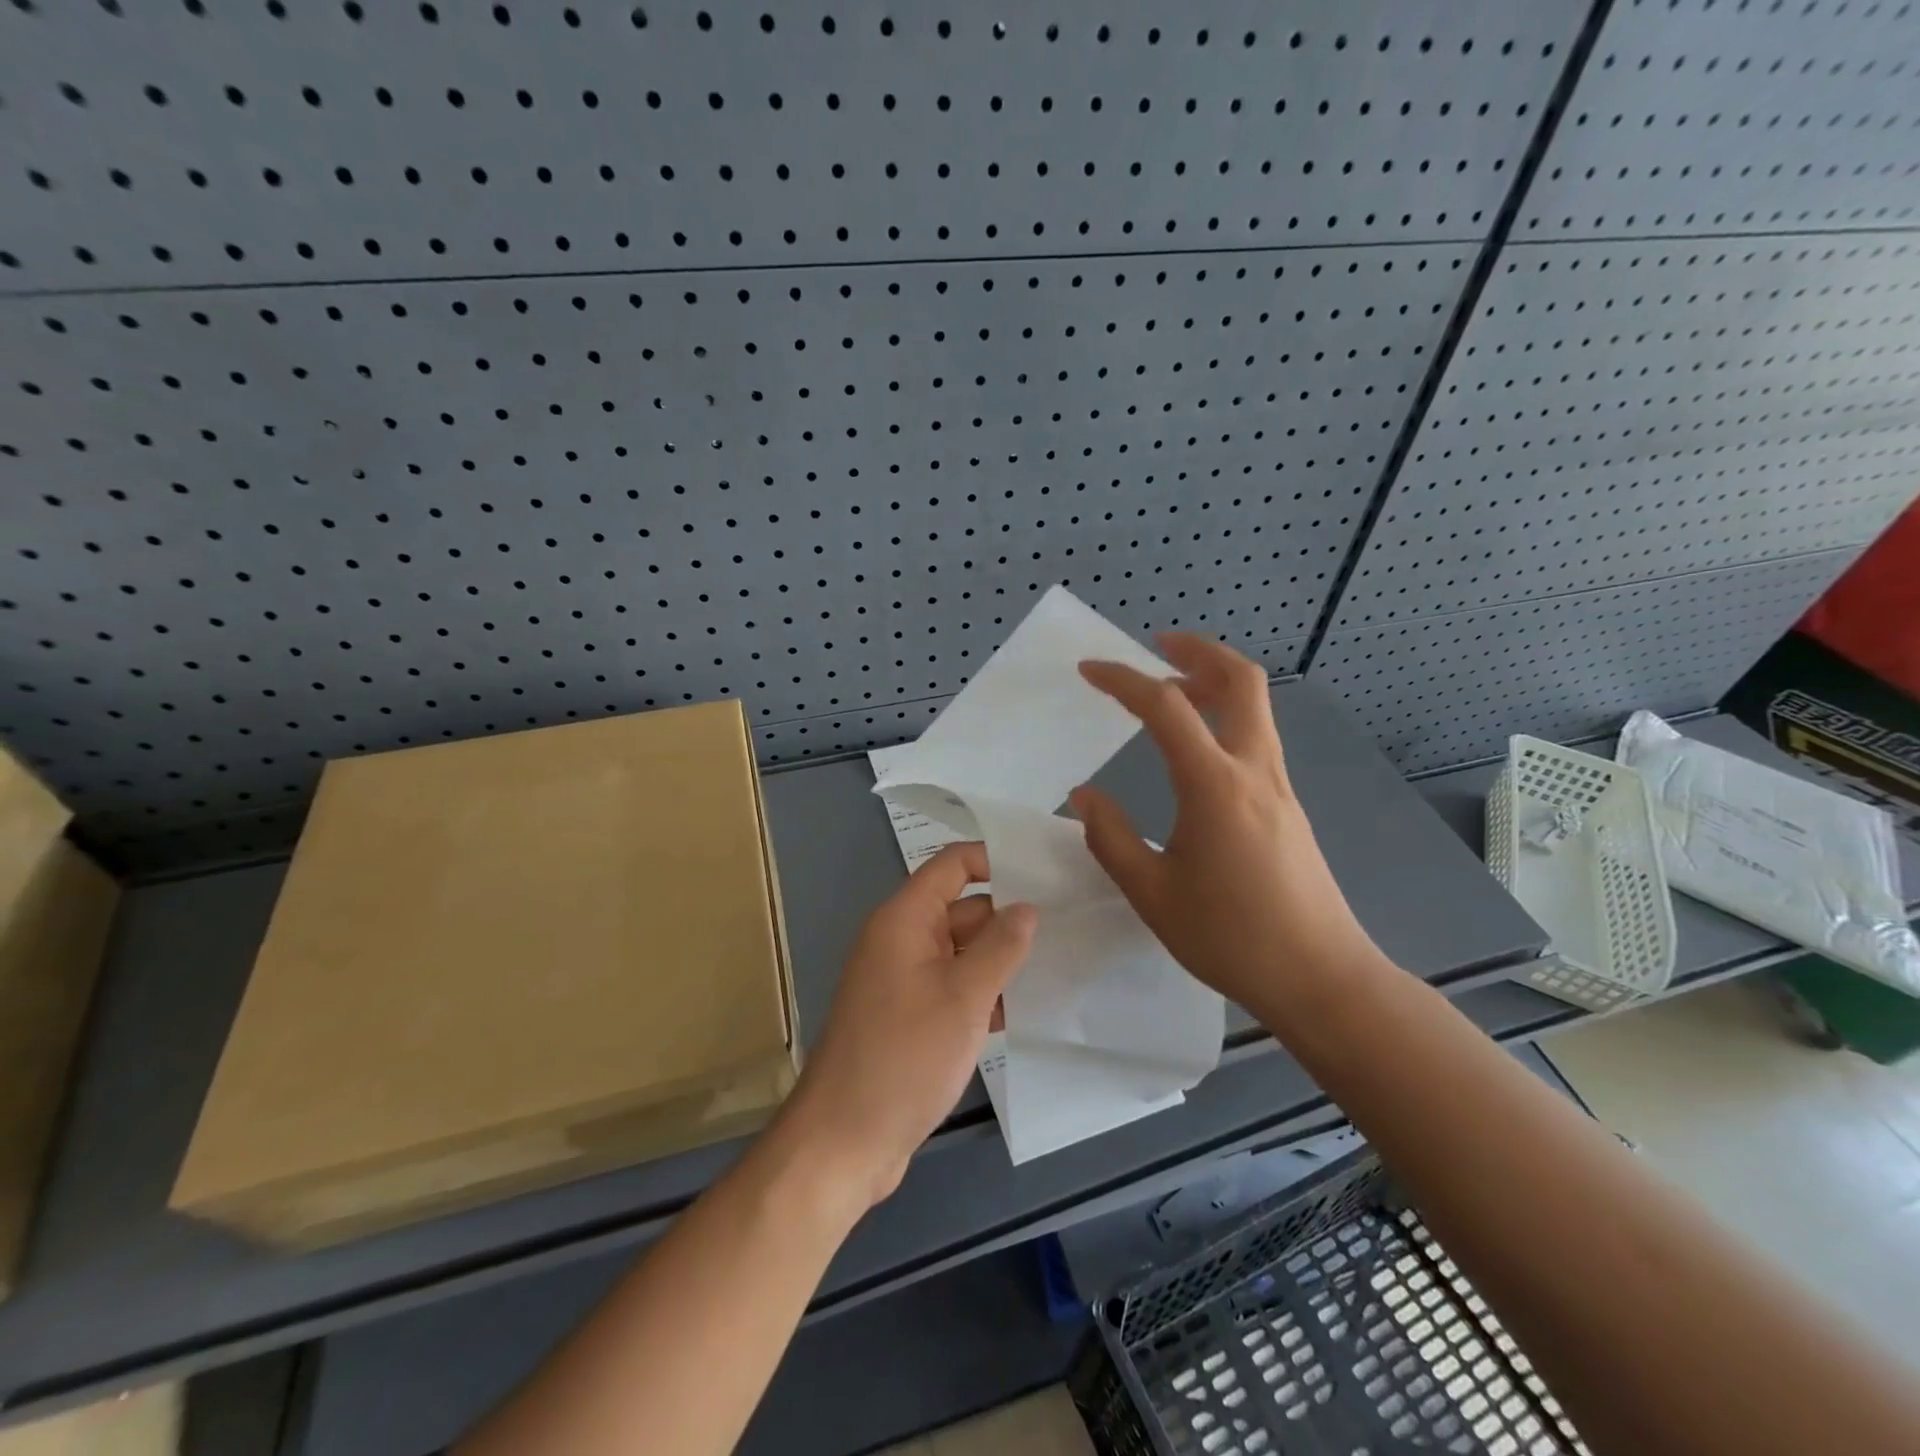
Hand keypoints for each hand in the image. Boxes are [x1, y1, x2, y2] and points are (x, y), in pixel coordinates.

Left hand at [782, 843, 1035, 1210]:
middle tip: (1071, 923)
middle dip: (1009, 916)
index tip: (1046, 871)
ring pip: (961, 952)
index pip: (954, 865)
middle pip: (962, 908)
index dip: (996, 859)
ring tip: (1062, 962)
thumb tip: (1027, 907)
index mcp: (904, 920)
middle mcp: (901, 940)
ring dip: (1001, 959)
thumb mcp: (963, 997)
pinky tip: (1026, 1009)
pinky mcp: (909, 1017)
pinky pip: (953, 987)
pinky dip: (984, 992)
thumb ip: (1000, 947)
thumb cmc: (904, 1057)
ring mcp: (904, 980)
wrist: (844, 1141)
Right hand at [1069, 634, 1387, 1015]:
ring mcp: (1279, 785)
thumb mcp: (1152, 893)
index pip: (1165, 707)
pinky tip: (1197, 749)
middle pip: (1241, 680)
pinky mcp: (1288, 805)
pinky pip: (1257, 737)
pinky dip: (1225, 718)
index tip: (1089, 670)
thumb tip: (1085, 796)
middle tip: (1158, 646)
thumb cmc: (1230, 938)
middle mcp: (1254, 770)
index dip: (1123, 680)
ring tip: (1171, 690)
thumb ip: (1111, 838)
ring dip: (1215, 681)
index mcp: (1214, 785)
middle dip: (1197, 650)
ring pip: (1255, 706)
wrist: (1321, 978)